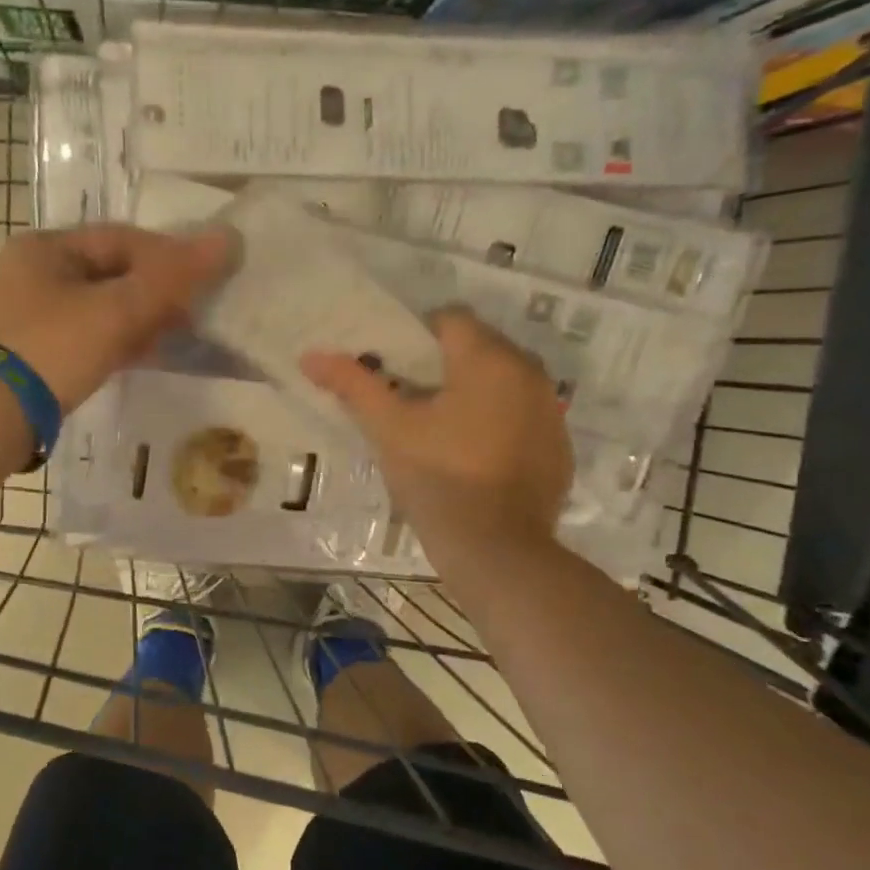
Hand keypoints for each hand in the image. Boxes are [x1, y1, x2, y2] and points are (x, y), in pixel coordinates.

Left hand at [0, 223, 234, 410]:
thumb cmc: (52, 349)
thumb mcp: (116, 310)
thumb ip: (172, 278)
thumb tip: (228, 240)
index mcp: (46, 248)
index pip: (122, 239)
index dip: (169, 254)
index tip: (205, 278)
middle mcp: (34, 273)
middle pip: (112, 272)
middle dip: (157, 290)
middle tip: (196, 311)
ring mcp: (32, 316)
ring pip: (102, 307)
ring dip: (142, 318)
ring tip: (180, 335)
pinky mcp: (36, 354)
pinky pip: (89, 336)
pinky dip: (120, 341)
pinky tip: (147, 355)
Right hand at [301, 307, 573, 554]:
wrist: (497, 551)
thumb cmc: (438, 480)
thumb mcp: (389, 430)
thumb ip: (353, 385)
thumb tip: (310, 356)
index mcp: (488, 359)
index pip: (450, 318)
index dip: (416, 337)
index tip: (394, 369)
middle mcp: (530, 373)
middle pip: (480, 347)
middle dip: (445, 365)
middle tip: (411, 401)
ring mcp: (551, 411)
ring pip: (504, 382)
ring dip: (474, 393)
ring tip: (441, 430)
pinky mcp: (559, 447)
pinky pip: (524, 416)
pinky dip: (500, 422)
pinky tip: (475, 457)